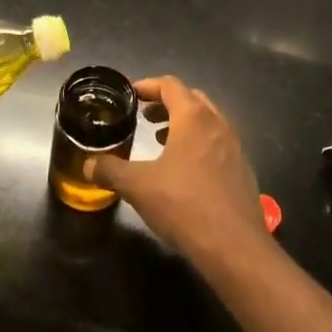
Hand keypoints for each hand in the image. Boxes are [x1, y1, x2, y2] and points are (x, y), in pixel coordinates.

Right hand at [86, 76, 265, 259]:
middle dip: (166, 103)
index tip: (130, 94)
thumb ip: (110, 170)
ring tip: (161, 141)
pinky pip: (217, 143)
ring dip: (183, 124)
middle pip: (191, 98)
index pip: (170, 85)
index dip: (147, 85)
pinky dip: (198, 144)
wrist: (235, 247)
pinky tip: (184, 170)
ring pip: (207, 121)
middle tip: (144, 116)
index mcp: (193, 117)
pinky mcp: (242, 170)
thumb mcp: (138, 186)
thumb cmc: (184, 205)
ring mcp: (234, 146)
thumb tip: (88, 164)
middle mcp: (218, 123)